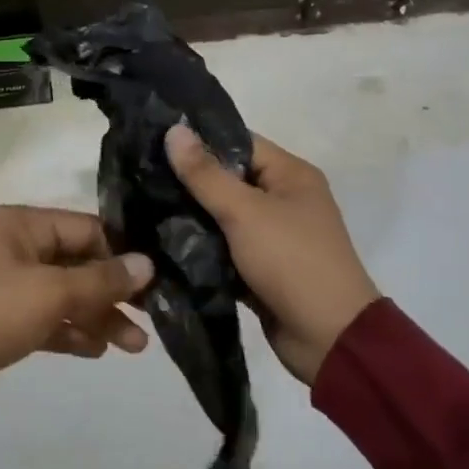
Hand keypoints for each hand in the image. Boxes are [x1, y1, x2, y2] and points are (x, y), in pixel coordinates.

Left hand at [0, 206, 153, 411]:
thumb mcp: (52, 292)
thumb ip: (102, 279)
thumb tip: (147, 263)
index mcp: (23, 224)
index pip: (86, 229)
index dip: (121, 254)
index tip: (155, 281)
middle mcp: (17, 246)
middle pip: (78, 263)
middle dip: (113, 293)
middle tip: (151, 320)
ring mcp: (9, 283)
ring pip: (65, 294)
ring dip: (98, 316)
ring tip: (135, 347)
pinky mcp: (4, 318)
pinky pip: (48, 318)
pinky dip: (72, 331)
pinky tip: (98, 350)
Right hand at [166, 124, 378, 385]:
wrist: (329, 339)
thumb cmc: (292, 262)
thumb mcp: (245, 212)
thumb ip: (206, 174)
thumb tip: (174, 129)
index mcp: (291, 175)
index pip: (238, 142)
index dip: (198, 140)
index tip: (152, 140)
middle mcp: (284, 199)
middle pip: (228, 179)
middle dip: (188, 180)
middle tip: (140, 175)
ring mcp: (273, 235)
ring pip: (222, 215)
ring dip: (190, 215)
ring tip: (141, 205)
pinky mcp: (261, 267)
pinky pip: (224, 247)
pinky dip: (201, 246)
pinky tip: (161, 241)